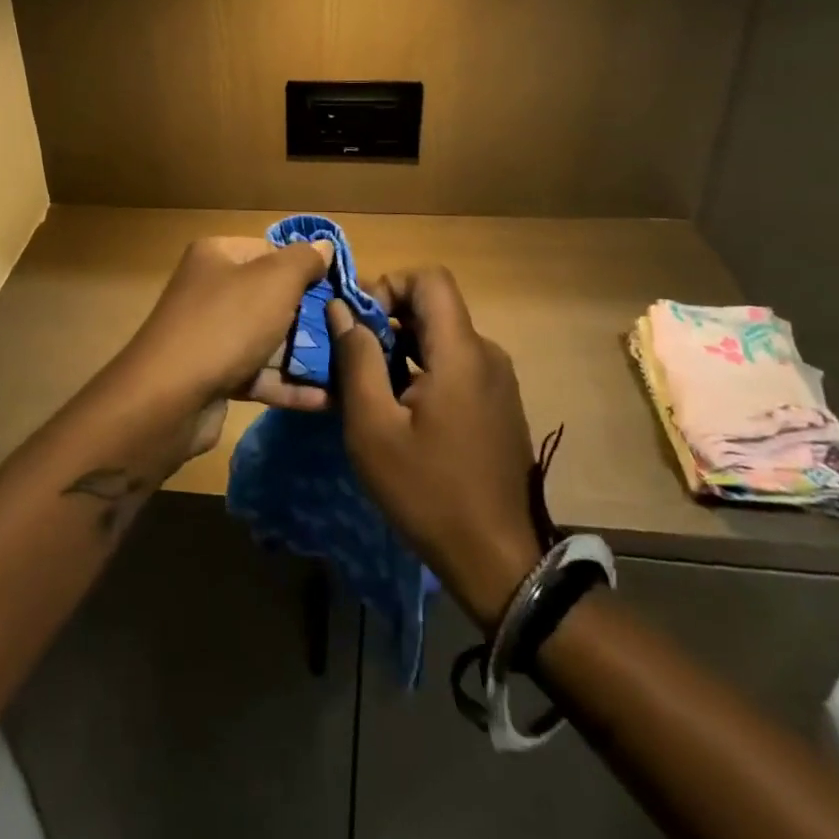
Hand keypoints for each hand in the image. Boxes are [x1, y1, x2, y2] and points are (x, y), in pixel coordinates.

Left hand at [109, 236, 334, 460]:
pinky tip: (326, 400)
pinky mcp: (213, 376)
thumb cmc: (227, 324)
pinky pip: (258, 375)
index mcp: (217, 256)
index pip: (271, 251)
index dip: (306, 268)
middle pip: (271, 297)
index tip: (341, 290)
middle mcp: (210, 290)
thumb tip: (324, 246)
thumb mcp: (275, 281)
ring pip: (267, 339)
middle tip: (348, 332)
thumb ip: (304, 260)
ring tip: (349, 369)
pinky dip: (288, 386)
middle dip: (311, 317)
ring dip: (305, 355)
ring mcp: (210, 335)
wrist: (168, 398)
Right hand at [329, 268, 542, 631]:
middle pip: (433, 307)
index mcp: (461, 353)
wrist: (497, 559)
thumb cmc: (427, 491)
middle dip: (386, 319)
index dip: (389, 285)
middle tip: (350, 356)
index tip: (359, 323)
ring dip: (400, 347)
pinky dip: (421, 369)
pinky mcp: (497, 403)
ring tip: (367, 386)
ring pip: (441, 337)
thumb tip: (341, 310)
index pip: (430, 279)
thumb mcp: (373, 427)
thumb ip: (356, 359)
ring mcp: (497, 380)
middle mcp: (486, 355)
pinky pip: (455, 364)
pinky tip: (399, 409)